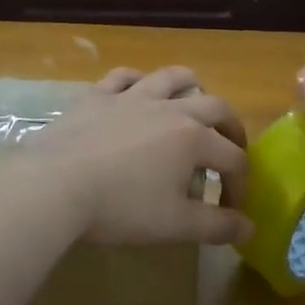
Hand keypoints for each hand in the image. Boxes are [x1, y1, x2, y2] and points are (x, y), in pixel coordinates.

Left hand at [0, 66, 253, 246]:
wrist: (54, 185)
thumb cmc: (120, 207)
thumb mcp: (174, 225)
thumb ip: (216, 226)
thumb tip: (249, 228)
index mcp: (193, 139)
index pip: (232, 158)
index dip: (240, 184)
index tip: (233, 209)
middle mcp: (169, 109)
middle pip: (215, 107)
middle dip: (231, 128)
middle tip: (231, 149)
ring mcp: (131, 97)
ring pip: (172, 78)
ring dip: (192, 87)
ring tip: (195, 102)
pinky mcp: (98, 96)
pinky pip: (124, 77)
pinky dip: (138, 81)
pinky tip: (137, 91)